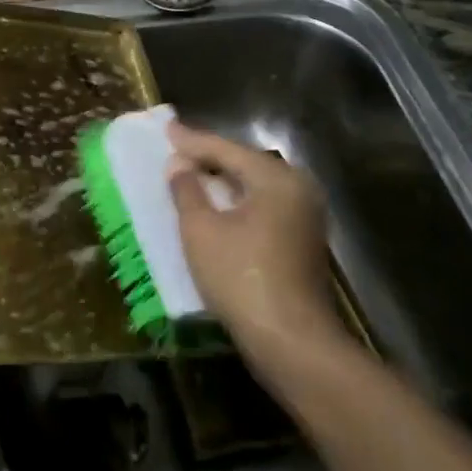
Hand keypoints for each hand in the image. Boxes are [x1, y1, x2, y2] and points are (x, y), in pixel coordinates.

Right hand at [165, 121, 351, 373]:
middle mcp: (298, 189)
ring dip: (222, 181)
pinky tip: (215, 206)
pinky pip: (263, 207)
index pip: (226, 149)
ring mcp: (305, 217)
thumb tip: (179, 164)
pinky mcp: (302, 242)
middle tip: (177, 149)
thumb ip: (186, 189)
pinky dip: (236, 202)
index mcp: (276, 178)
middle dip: (209, 158)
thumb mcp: (201, 230)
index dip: (192, 140)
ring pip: (255, 187)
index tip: (166, 128)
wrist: (292, 342)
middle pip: (245, 164)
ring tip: (190, 174)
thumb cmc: (240, 277)